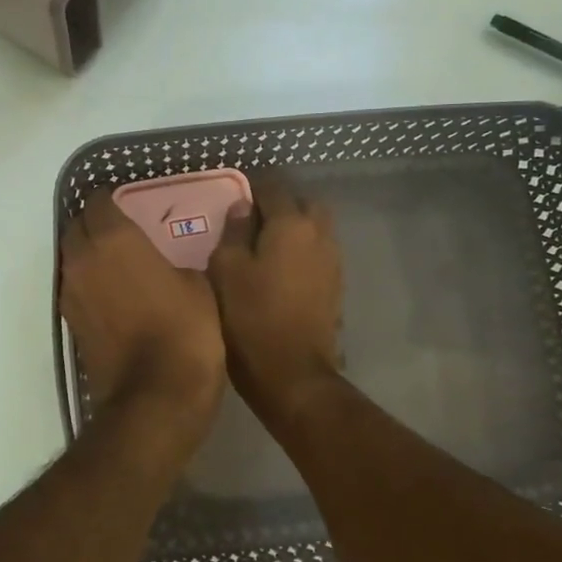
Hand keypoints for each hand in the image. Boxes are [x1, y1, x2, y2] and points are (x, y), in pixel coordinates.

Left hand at [59, 194, 224, 433]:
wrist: (156, 396)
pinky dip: (90, 284)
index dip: (111, 199)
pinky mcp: (71, 324)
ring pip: (72, 259)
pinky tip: (116, 294)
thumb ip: (174, 262)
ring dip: (89, 255)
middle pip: (77, 228)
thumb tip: (166, 266)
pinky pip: (76, 289)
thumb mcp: (198, 285)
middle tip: (124, 230)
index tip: (129, 204)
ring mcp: (71, 294)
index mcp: (113, 239)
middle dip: (95, 224)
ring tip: (120, 262)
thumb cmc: (185, 329)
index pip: (97, 202)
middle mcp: (82, 260)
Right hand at [208, 178, 343, 422]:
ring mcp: (333, 261)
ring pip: (316, 229)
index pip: (273, 188)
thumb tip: (241, 207)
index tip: (233, 200)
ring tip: (266, 247)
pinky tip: (281, 271)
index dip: (252, 189)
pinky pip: (319, 254)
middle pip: (304, 204)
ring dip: (295, 229)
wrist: (292, 372)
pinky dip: (303, 252)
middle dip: (281, 205)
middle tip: (253, 222)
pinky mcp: (336, 286)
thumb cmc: (250, 317)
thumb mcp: (226, 270)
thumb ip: (233, 232)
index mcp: (291, 224)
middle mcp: (320, 235)